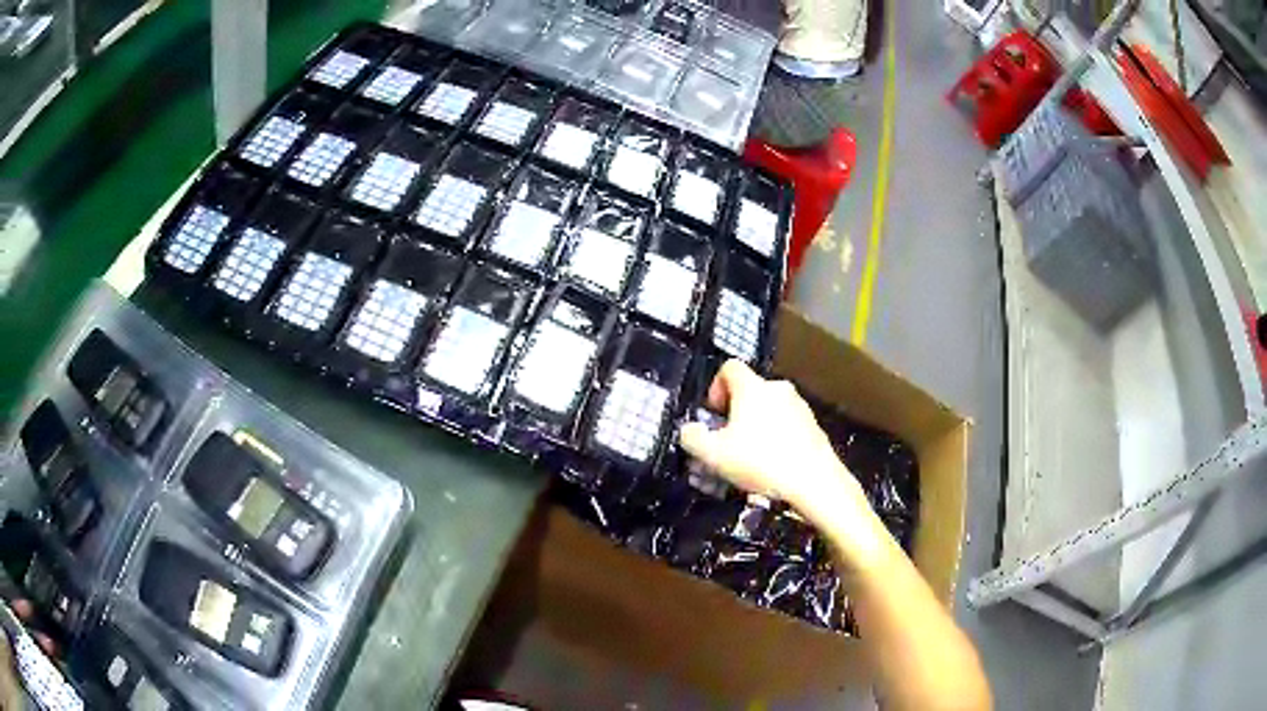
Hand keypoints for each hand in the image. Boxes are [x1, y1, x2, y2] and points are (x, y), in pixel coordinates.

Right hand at [678, 360, 871, 528]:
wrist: (815, 481)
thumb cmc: (761, 462)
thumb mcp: (713, 455)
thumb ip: (692, 438)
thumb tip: (689, 430)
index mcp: (752, 387)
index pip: (729, 368)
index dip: (715, 387)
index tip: (714, 415)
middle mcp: (778, 389)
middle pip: (750, 391)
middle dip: (735, 414)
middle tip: (728, 442)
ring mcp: (800, 406)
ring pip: (770, 410)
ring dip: (756, 427)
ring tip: (751, 458)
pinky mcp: (814, 426)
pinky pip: (788, 425)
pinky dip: (777, 439)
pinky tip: (774, 465)